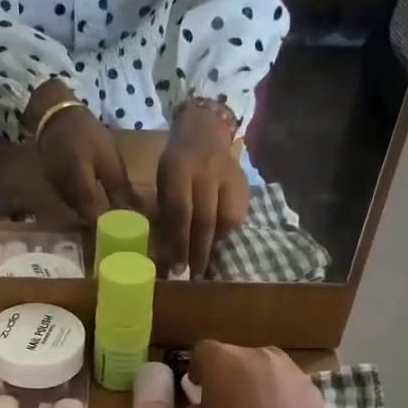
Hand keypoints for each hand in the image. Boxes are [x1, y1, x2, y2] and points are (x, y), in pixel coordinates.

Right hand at [33, 84, 134, 222]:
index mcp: (81, 190)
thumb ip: (119, 189)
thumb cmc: (87, 134)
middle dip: (105, 225)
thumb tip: (135, 214)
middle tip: (125, 228)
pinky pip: (73, 203)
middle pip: (87, 220)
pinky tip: (98, 202)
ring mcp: (58, 193)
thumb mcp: (109, 159)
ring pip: (80, 212)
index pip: (96, 221)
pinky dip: (86, 205)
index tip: (127, 236)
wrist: (55, 116)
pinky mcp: (55, 188)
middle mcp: (66, 197)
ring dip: (95, 215)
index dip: (111, 231)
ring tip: (114, 217)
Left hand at [156, 102, 249, 277]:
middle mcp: (207, 173)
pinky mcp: (244, 184)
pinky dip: (227, 232)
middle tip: (194, 276)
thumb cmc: (177, 163)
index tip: (177, 269)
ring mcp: (229, 177)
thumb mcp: (164, 180)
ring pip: (226, 220)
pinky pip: (237, 216)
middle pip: (205, 220)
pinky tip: (218, 241)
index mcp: (179, 170)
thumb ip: (167, 211)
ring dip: (215, 245)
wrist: (205, 131)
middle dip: (198, 252)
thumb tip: (167, 251)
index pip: (180, 212)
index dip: (179, 243)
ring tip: (206, 262)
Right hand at [187, 340, 345, 407]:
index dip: (199, 368)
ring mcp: (290, 369)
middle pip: (238, 356)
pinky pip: (289, 385)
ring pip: (267, 367)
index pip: (203, 351)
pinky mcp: (312, 388)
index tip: (198, 387)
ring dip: (258, 382)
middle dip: (231, 374)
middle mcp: (258, 354)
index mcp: (223, 360)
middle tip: (228, 401)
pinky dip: (282, 396)